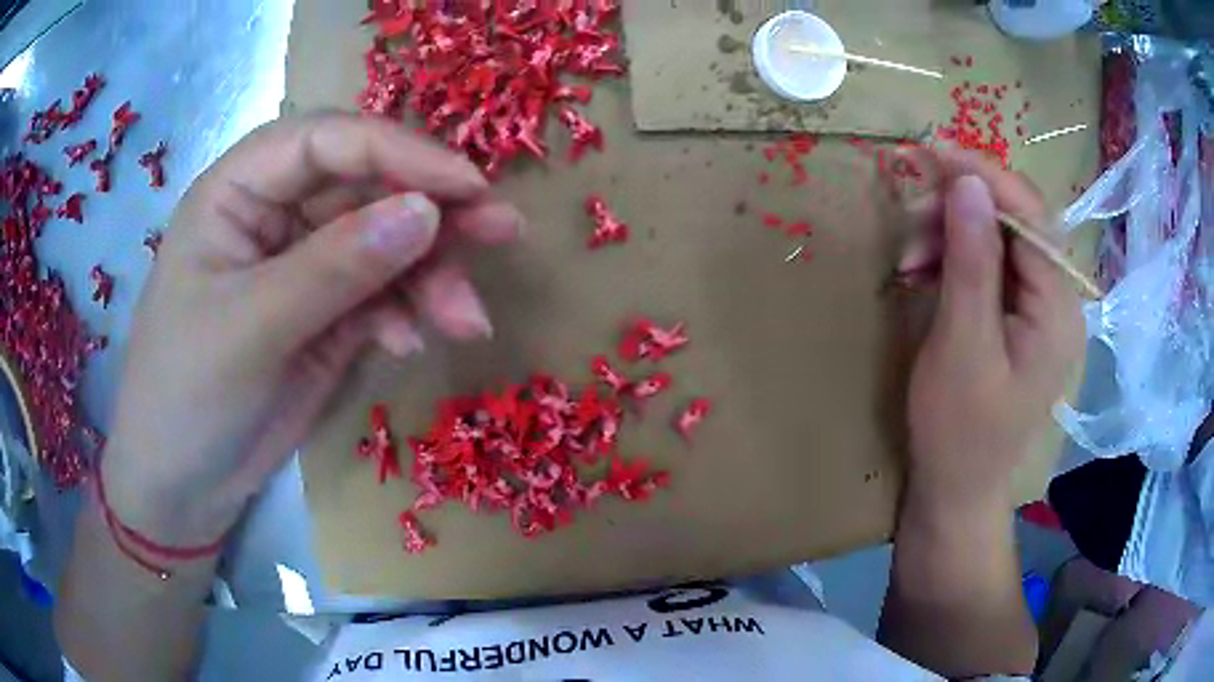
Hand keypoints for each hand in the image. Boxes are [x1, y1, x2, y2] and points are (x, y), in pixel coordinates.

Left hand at [101, 114, 521, 545]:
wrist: (183, 485)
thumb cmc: (187, 396)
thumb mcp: (252, 329)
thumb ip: (334, 267)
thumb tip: (428, 212)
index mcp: (238, 190)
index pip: (327, 141)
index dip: (399, 152)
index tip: (467, 187)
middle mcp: (275, 213)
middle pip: (367, 187)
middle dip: (433, 213)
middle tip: (504, 231)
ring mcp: (304, 264)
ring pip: (385, 242)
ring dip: (431, 276)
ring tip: (467, 320)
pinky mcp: (326, 313)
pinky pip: (381, 294)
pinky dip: (405, 314)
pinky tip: (408, 346)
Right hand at [903, 148, 1084, 510]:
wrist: (957, 490)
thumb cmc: (959, 431)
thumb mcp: (961, 346)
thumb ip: (971, 262)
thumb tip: (968, 182)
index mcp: (1057, 308)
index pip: (1030, 215)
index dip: (983, 175)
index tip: (931, 152)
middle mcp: (1057, 299)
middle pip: (1014, 221)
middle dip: (960, 210)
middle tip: (909, 221)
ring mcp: (1039, 308)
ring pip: (997, 238)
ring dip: (950, 234)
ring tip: (908, 258)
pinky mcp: (1018, 317)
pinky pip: (989, 265)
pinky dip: (953, 258)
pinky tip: (923, 273)